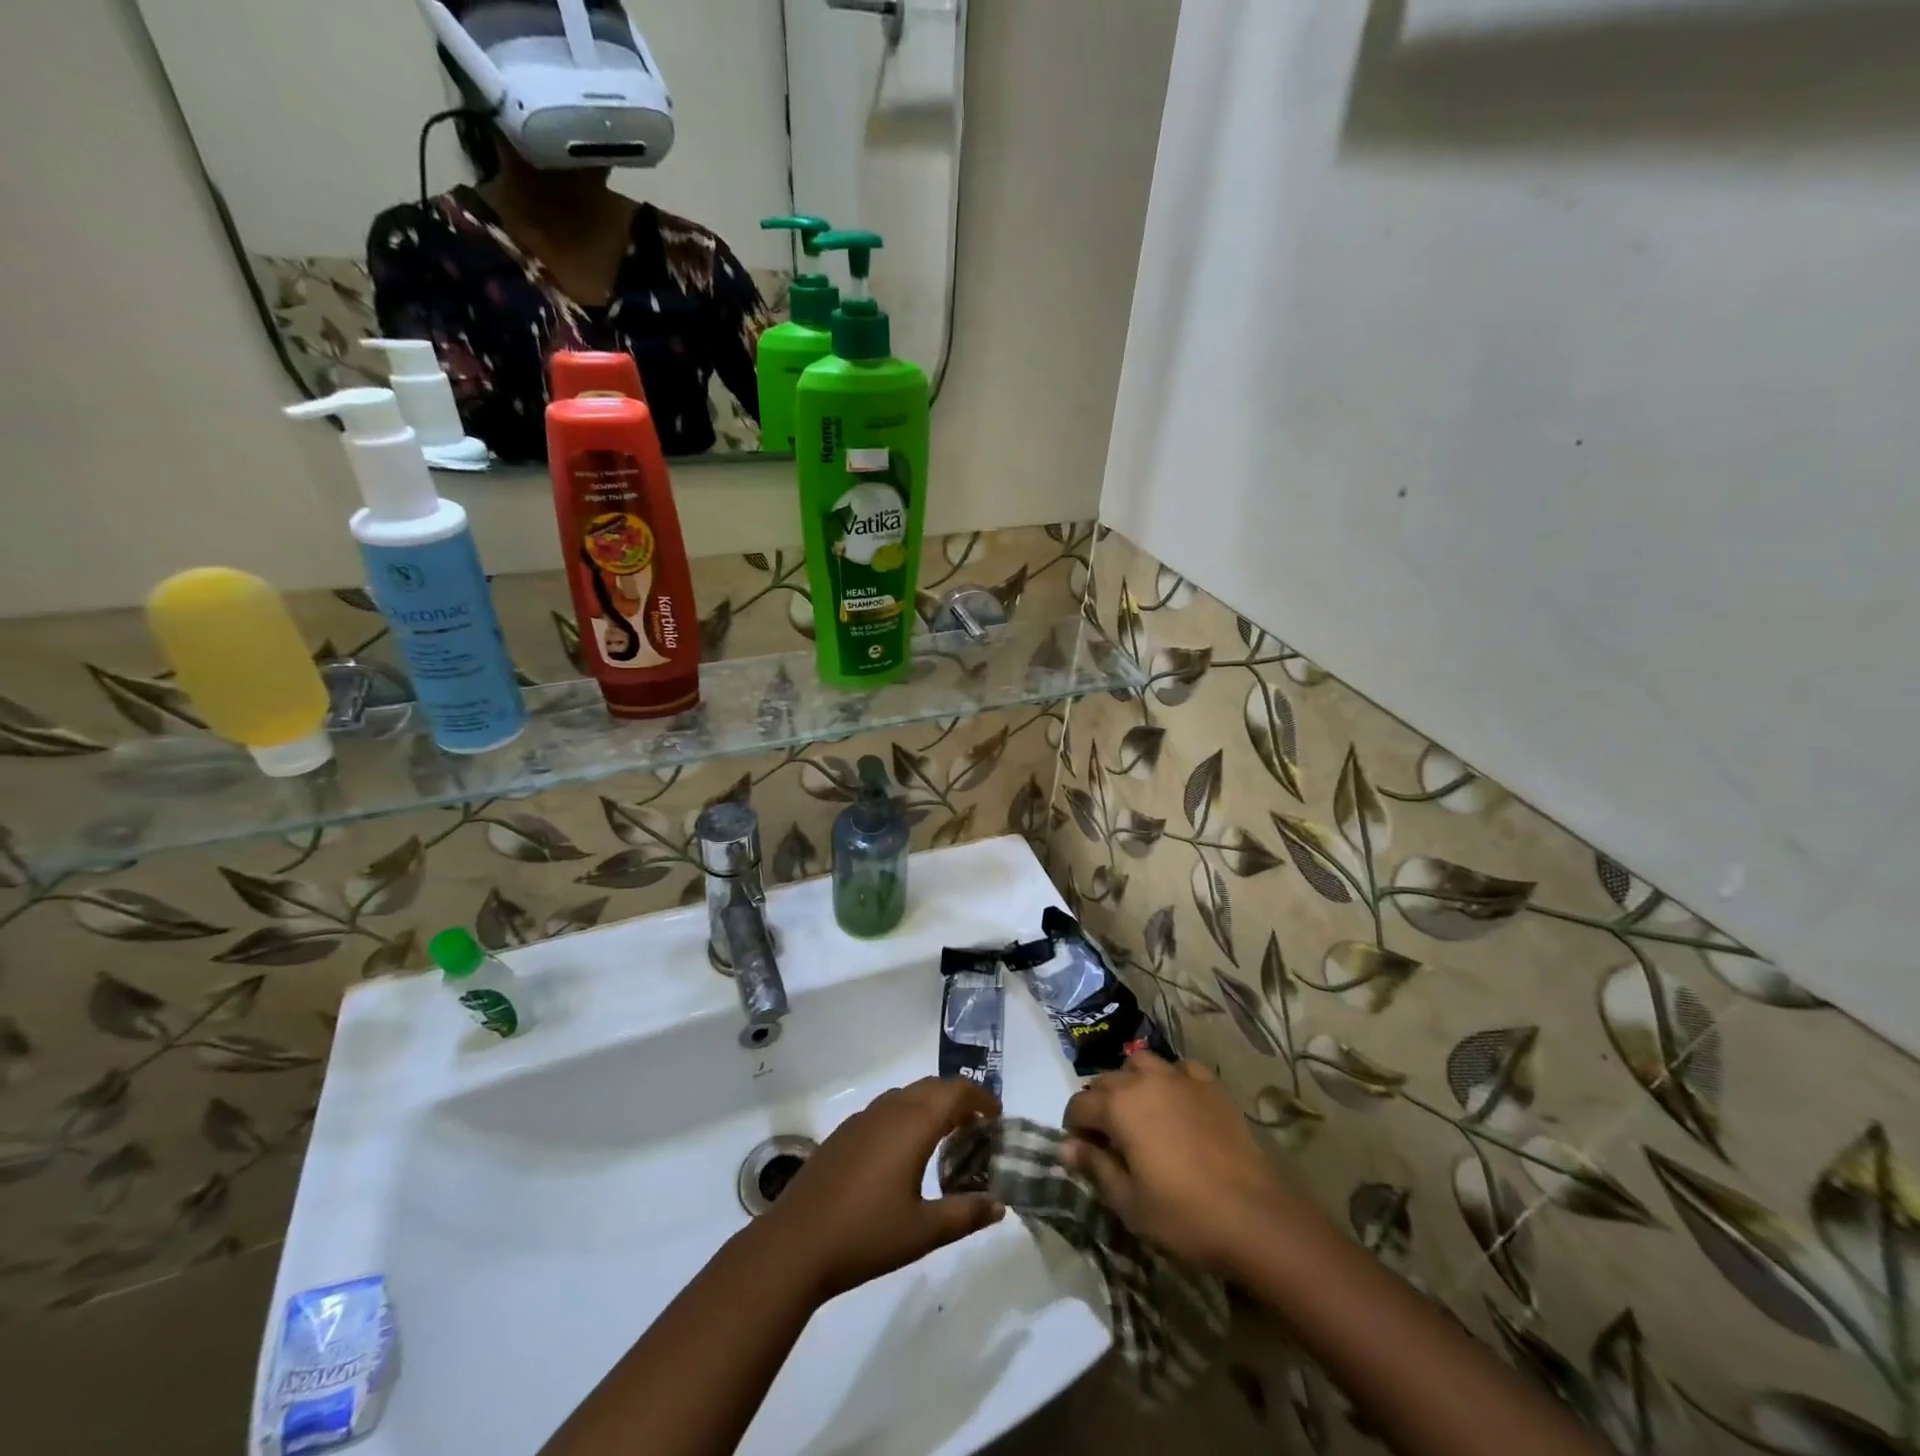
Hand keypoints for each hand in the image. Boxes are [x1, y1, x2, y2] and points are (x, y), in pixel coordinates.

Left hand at [753, 1078, 1005, 1302]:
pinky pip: (886, 1109)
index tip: (997, 1116)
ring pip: (907, 1095)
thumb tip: (999, 1205)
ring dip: (931, 1105)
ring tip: (946, 1136)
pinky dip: (907, 1115)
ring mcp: (862, 1119)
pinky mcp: (844, 1133)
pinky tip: (905, 1152)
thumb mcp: (924, 1231)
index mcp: (913, 1124)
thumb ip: (965, 1214)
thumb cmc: (867, 1235)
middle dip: (958, 1099)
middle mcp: (889, 1110)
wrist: (796, 1244)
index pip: (955, 1092)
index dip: (980, 1099)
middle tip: (977, 1127)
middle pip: (932, 1087)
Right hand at [1063, 1052, 1299, 1276]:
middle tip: (1108, 1138)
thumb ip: (1094, 1167)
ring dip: (1132, 1083)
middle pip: (1107, 1080)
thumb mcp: (1129, 1201)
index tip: (1081, 1151)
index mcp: (1118, 1106)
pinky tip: (1177, 1102)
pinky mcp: (1211, 1085)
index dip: (1073, 1127)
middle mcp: (1144, 1080)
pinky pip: (1181, 1069)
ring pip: (1142, 1064)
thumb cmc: (1183, 1215)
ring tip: (1140, 1112)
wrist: (1255, 1216)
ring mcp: (1180, 1078)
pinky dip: (1172, 1079)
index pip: (1079, 1104)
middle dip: (1099, 1104)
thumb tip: (1064, 1146)